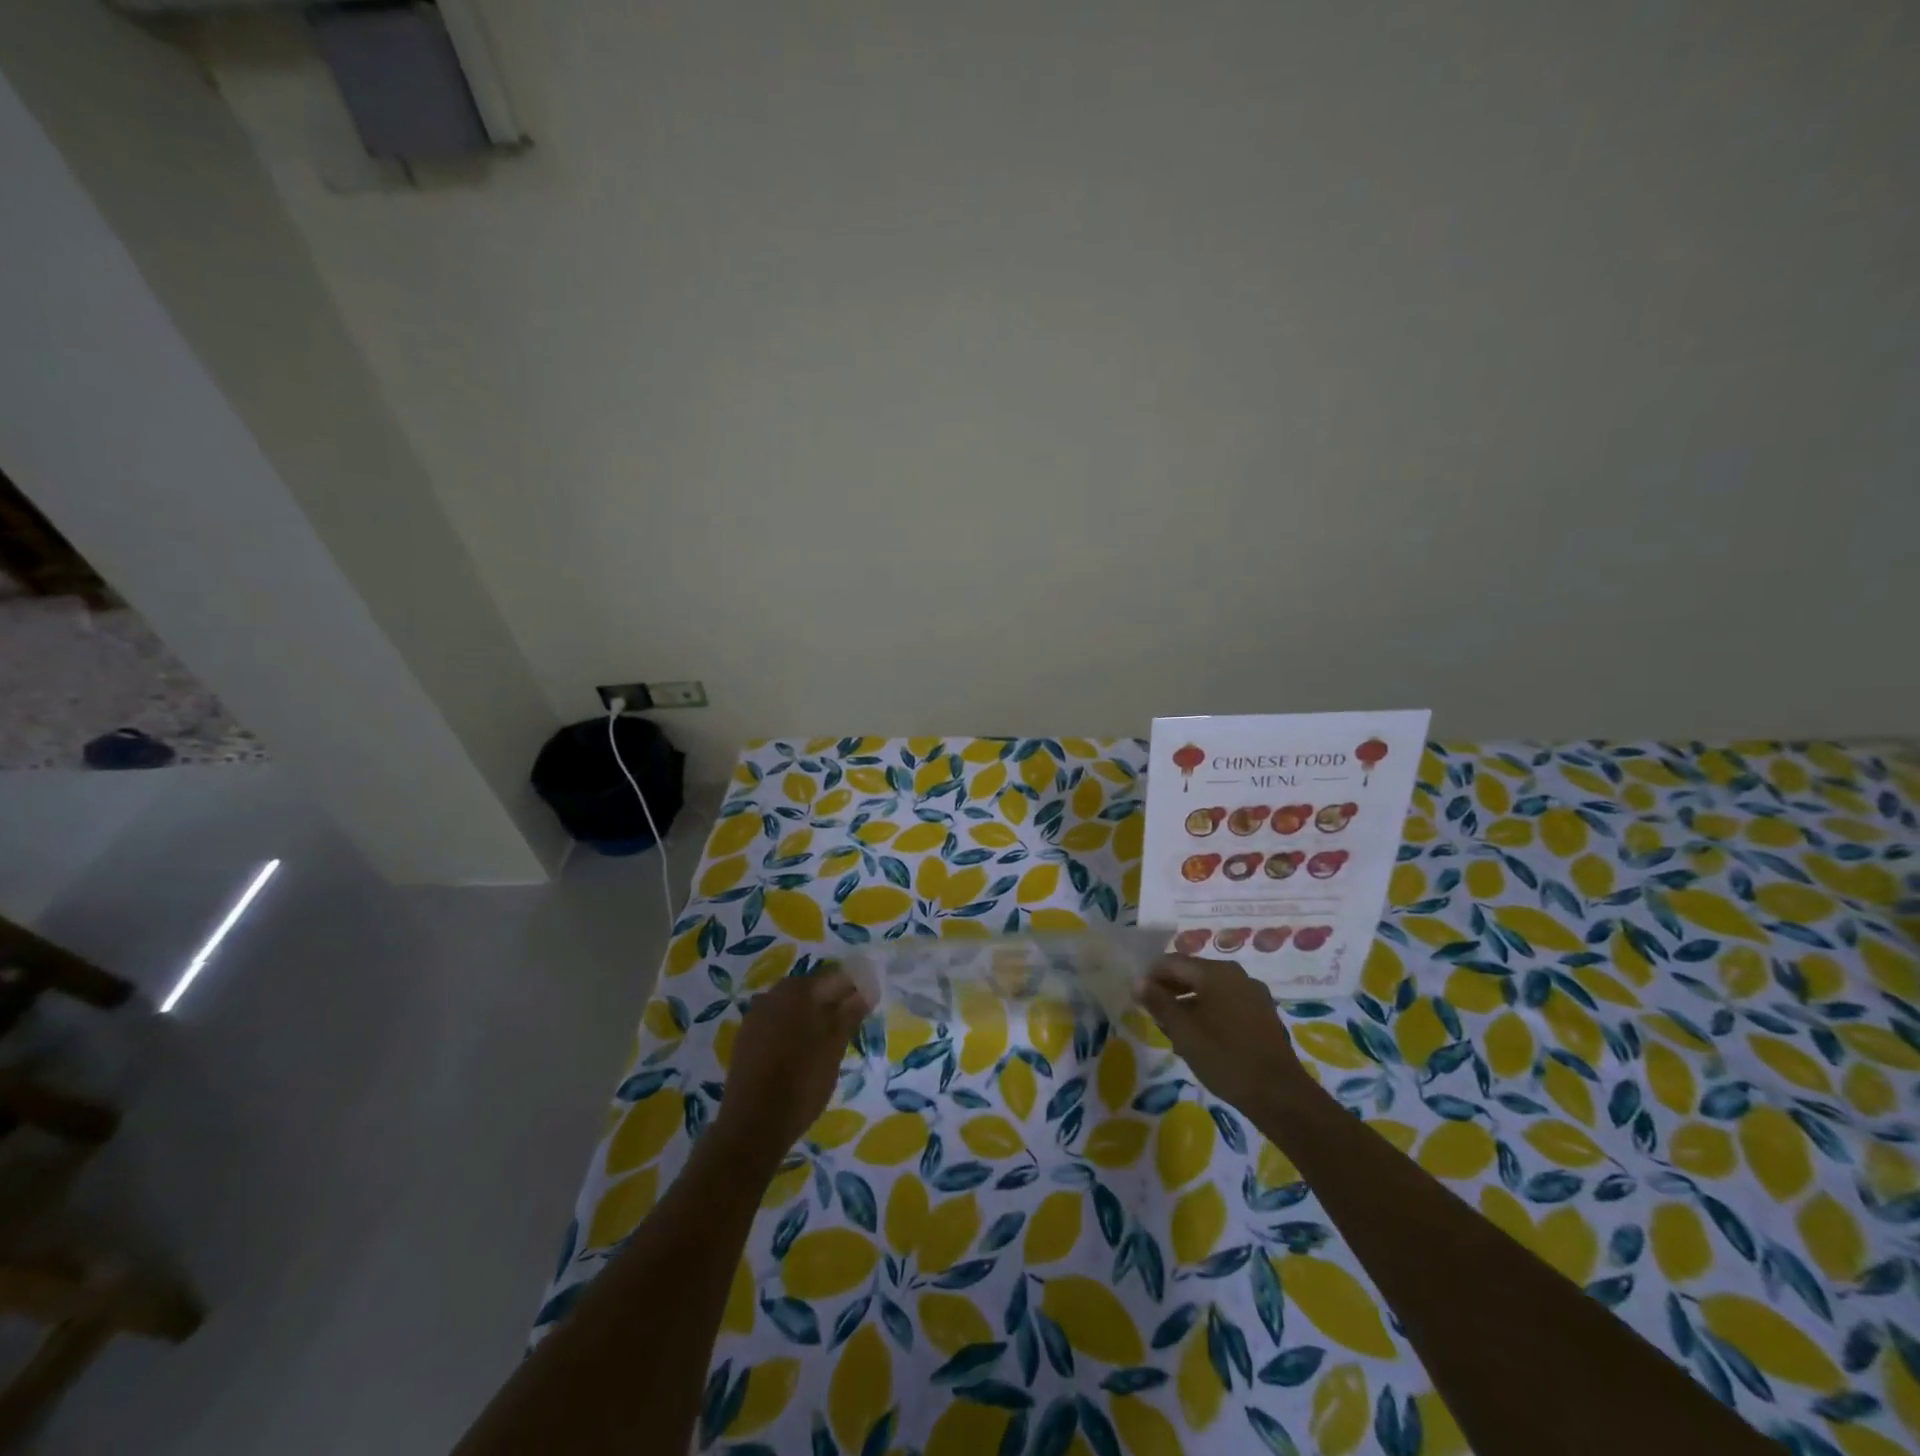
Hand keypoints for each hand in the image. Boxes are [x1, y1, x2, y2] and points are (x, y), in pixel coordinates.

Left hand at [715, 967, 869, 1163]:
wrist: (752, 1125)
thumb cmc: (801, 1080)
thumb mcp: (834, 1046)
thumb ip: (850, 1013)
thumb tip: (866, 990)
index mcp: (797, 990)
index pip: (835, 977)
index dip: (855, 989)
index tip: (868, 1006)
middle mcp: (773, 995)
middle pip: (812, 990)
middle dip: (833, 1002)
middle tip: (851, 1026)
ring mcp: (755, 1017)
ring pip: (793, 1008)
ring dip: (812, 1017)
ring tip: (829, 1042)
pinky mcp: (745, 1040)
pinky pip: (777, 1024)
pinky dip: (793, 1031)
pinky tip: (802, 1053)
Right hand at [1138, 954, 1304, 1117]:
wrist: (1280, 1095)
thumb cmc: (1224, 1057)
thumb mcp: (1183, 1031)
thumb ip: (1158, 1002)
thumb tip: (1138, 981)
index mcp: (1215, 972)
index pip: (1173, 962)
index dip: (1151, 976)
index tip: (1137, 995)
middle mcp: (1236, 975)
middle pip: (1193, 973)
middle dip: (1170, 990)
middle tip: (1152, 1012)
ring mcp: (1253, 994)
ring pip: (1211, 990)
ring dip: (1188, 1003)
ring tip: (1173, 1028)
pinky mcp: (1263, 1014)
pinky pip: (1227, 1003)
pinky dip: (1209, 1012)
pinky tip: (1201, 1037)